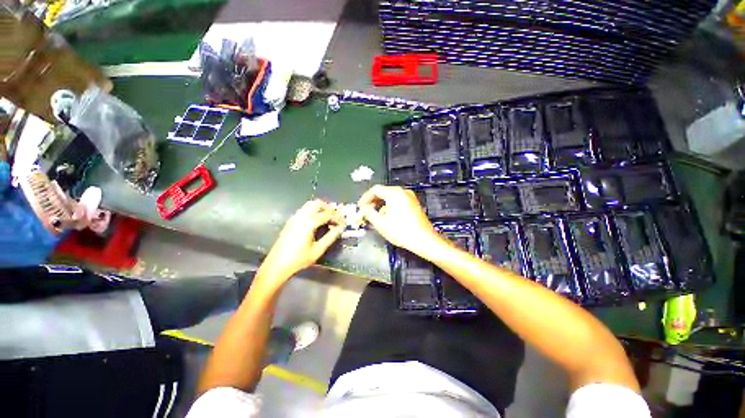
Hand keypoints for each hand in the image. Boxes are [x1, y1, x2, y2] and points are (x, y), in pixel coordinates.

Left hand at [259, 200, 344, 284]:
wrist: (277, 264)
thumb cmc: (299, 259)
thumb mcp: (318, 250)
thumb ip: (331, 237)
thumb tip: (340, 228)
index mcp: (309, 223)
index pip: (328, 214)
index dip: (337, 217)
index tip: (343, 222)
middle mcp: (302, 216)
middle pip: (318, 203)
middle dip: (329, 208)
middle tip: (335, 217)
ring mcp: (295, 217)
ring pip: (310, 205)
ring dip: (320, 208)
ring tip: (327, 219)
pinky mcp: (291, 221)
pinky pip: (304, 210)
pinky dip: (313, 211)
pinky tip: (316, 222)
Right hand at [358, 185, 439, 253]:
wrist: (424, 240)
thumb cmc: (401, 231)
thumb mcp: (380, 223)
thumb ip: (368, 213)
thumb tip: (363, 208)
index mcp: (395, 193)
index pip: (375, 190)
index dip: (365, 197)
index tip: (360, 207)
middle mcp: (403, 191)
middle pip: (384, 192)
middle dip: (373, 201)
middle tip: (366, 211)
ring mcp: (410, 197)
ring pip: (391, 196)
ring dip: (381, 204)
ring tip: (375, 216)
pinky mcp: (413, 203)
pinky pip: (398, 200)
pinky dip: (389, 206)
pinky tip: (387, 217)